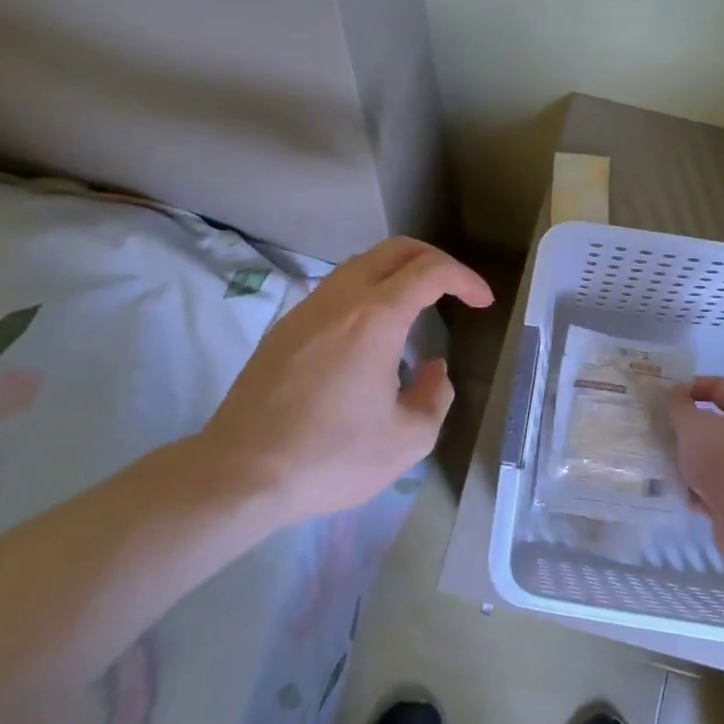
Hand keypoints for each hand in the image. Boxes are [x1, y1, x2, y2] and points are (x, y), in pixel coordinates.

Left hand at [192, 237, 493, 525]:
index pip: (431, 272)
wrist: (240, 474)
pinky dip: (367, 292)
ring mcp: (306, 309)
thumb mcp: (407, 440)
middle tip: (456, 288)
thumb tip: (432, 369)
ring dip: (397, 273)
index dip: (465, 279)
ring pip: (361, 265)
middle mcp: (341, 299)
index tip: (482, 301)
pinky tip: (371, 333)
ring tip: (417, 307)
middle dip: (434, 260)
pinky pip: (336, 289)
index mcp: (376, 318)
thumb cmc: (331, 458)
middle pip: (395, 250)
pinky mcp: (284, 328)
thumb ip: (435, 396)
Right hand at [670, 376, 723, 559]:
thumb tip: (676, 393)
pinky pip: (709, 485)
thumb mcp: (693, 424)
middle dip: (687, 427)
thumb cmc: (723, 459)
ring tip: (662, 457)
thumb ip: (679, 405)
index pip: (721, 386)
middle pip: (715, 424)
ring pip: (710, 456)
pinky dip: (693, 486)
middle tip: (662, 426)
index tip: (668, 395)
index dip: (694, 386)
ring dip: (687, 458)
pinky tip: (674, 486)